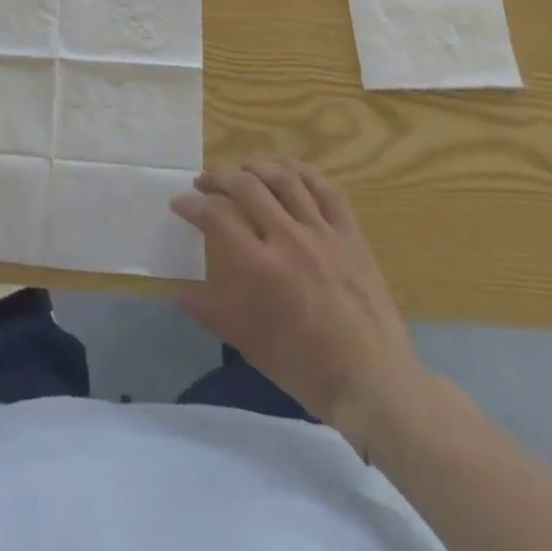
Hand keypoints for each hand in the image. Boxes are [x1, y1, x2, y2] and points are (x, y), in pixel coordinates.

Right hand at [171, 161, 437, 454]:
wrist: (374, 384)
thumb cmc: (305, 368)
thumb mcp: (248, 344)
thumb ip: (209, 311)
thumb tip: (177, 290)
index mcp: (260, 267)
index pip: (216, 217)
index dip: (192, 205)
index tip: (179, 203)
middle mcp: (289, 239)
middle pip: (247, 186)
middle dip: (218, 177)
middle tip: (203, 182)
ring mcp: (324, 234)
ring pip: (285, 179)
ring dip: (256, 167)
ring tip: (241, 169)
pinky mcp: (351, 236)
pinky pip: (327, 190)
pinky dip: (304, 173)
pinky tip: (289, 171)